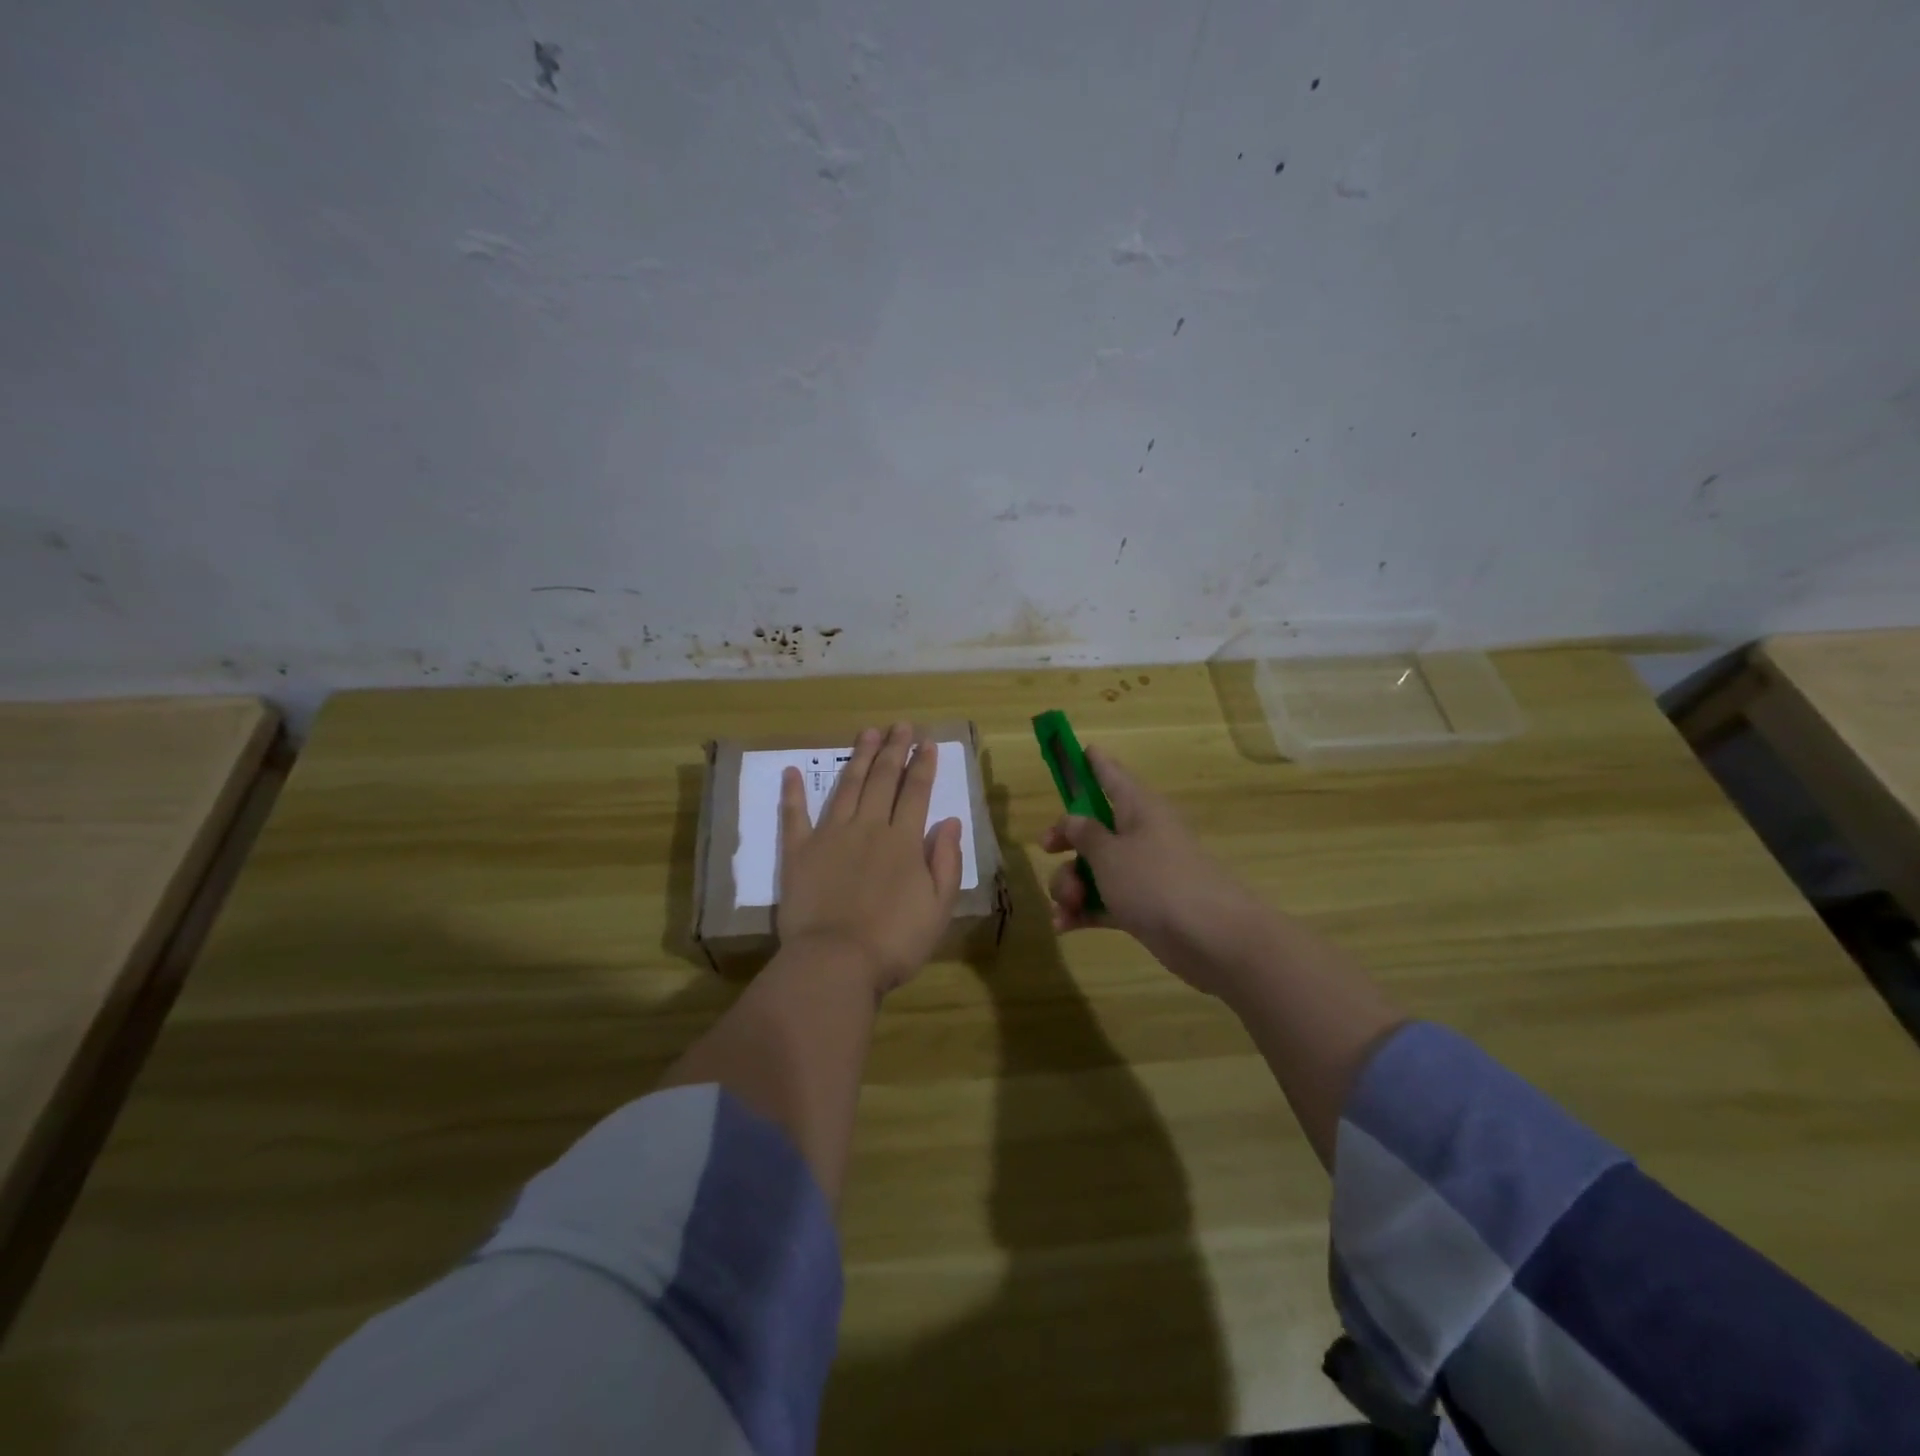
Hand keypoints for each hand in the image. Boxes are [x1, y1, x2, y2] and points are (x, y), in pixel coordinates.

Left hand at [777, 723, 964, 995]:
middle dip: (894, 749)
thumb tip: (950, 820)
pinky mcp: (798, 852)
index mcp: (903, 841)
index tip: (927, 741)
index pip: (916, 792)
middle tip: (900, 725)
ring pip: (848, 787)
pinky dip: (793, 793)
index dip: (923, 765)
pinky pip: (795, 816)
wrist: (835, 962)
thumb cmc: (895, 941)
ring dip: (858, 758)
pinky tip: (792, 771)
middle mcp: (868, 827)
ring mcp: (830, 836)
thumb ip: (946, 861)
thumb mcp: (938, 907)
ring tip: (867, 733)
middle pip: (883, 779)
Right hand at [1042, 745, 1271, 996]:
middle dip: (1066, 841)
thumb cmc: (1155, 882)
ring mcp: (1144, 873)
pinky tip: (1064, 925)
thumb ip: (1084, 834)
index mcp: (1138, 808)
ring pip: (1095, 868)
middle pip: (1095, 827)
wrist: (1212, 938)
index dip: (1092, 762)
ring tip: (1066, 905)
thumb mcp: (1109, 854)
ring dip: (1071, 884)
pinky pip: (1105, 900)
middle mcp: (1142, 834)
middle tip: (1047, 848)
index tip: (1077, 750)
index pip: (1111, 774)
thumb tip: (1073, 820)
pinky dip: (1085, 910)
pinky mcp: (1144, 907)